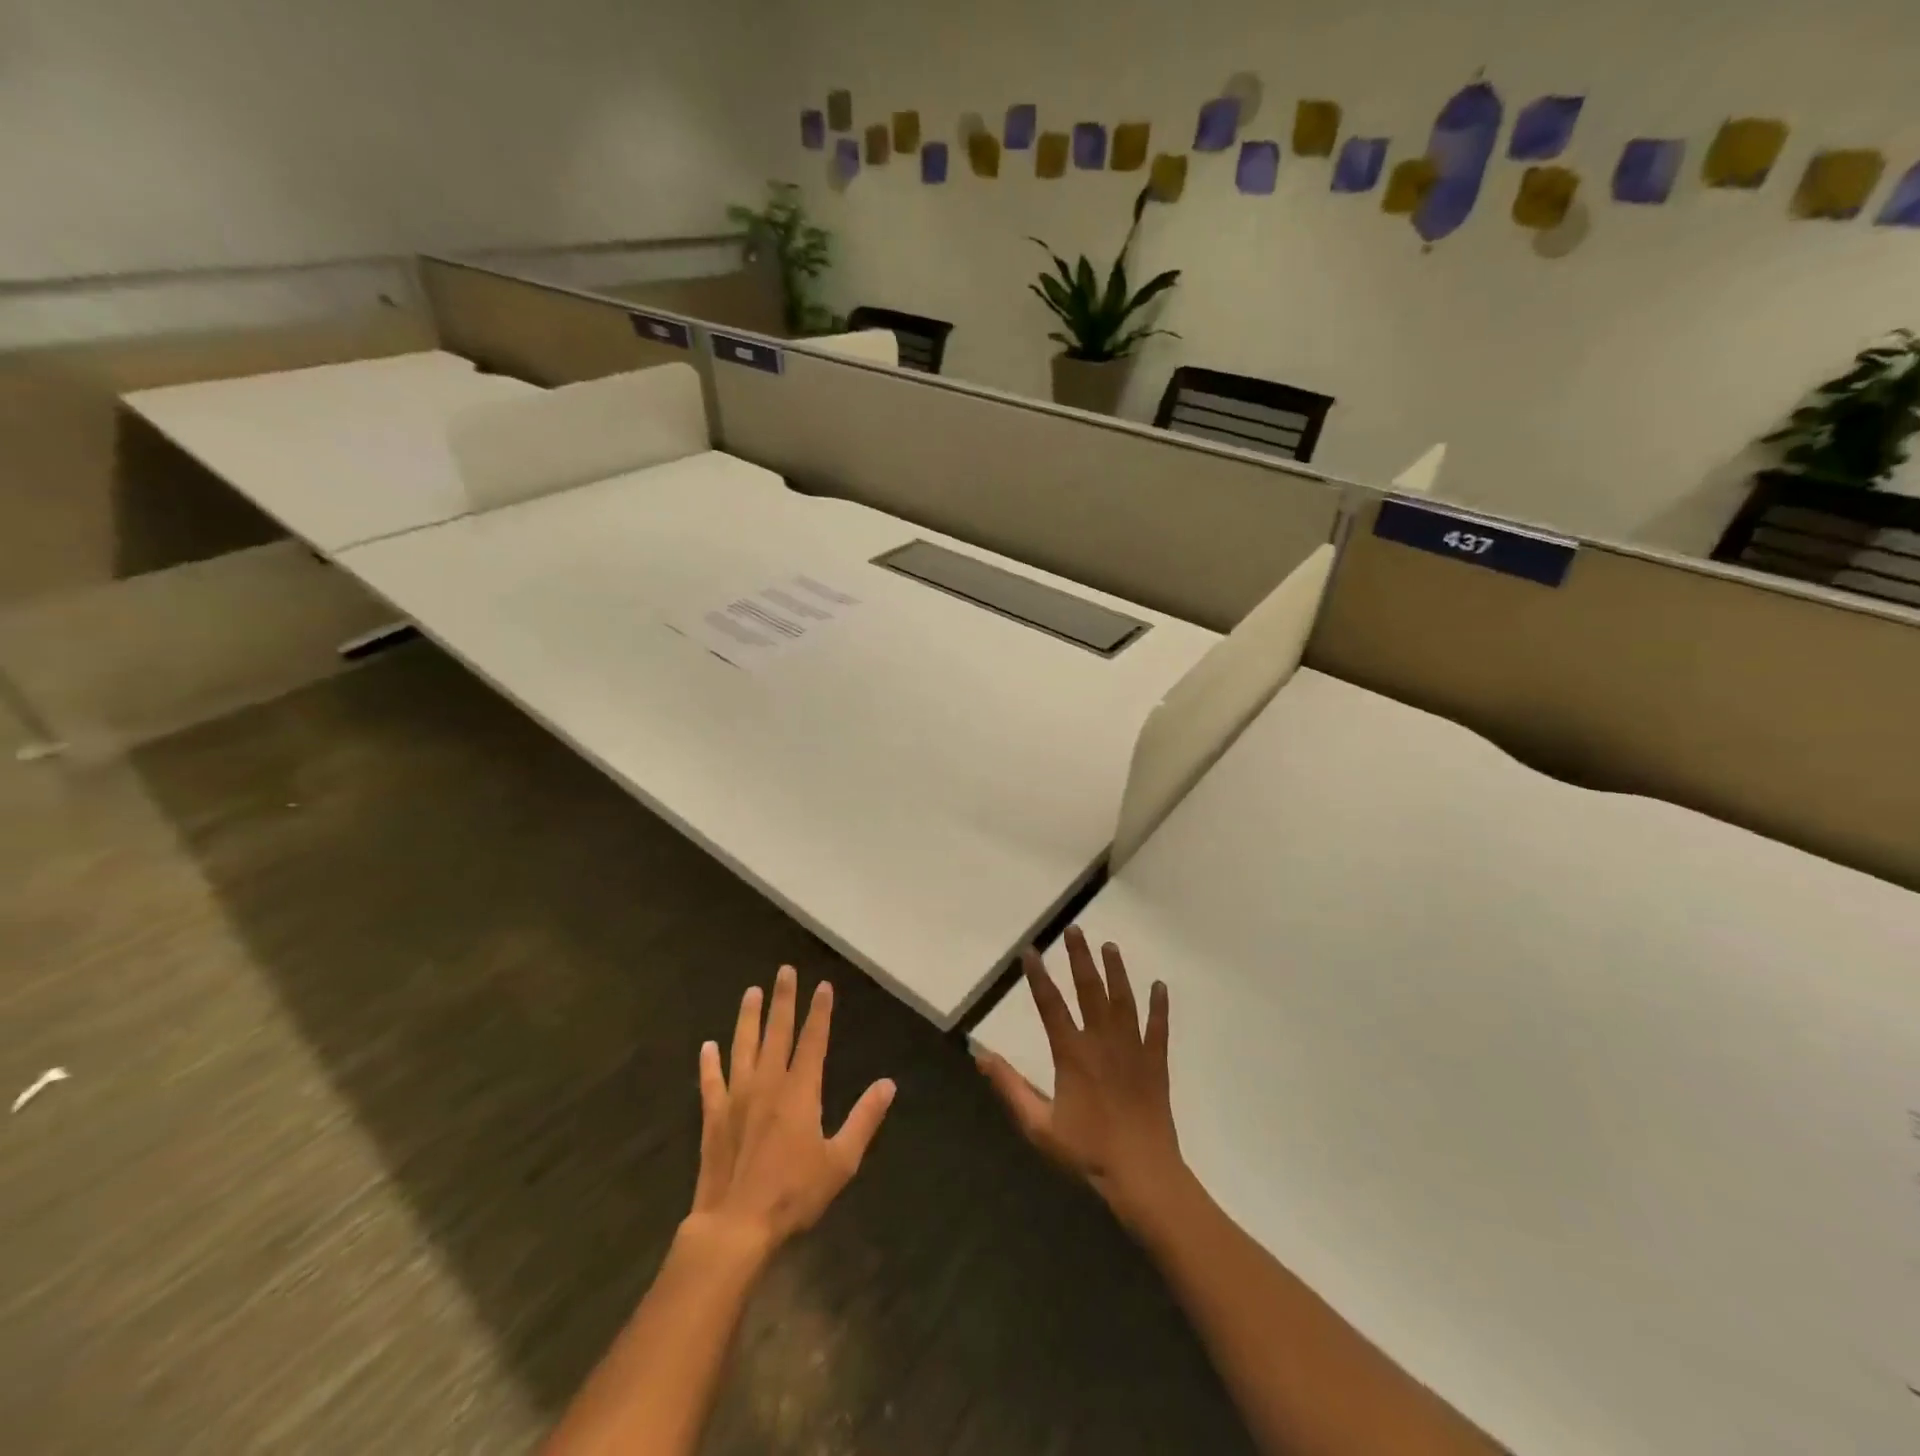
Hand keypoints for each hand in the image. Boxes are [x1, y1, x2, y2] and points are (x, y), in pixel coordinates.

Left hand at [688, 966, 895, 1252]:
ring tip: (751, 992)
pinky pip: (711, 1082)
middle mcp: (768, 1084)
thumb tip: (888, 1084)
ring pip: (743, 1047)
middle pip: (777, 1032)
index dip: (819, 1012)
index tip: (822, 986)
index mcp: (800, 1091)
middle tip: (784, 971)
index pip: (813, 1040)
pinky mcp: (714, 1118)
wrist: (735, 1227)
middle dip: (783, 1000)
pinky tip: (707, 1047)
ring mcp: (737, 1098)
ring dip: (747, 1018)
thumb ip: (864, 1119)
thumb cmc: (793, 1194)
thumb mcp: (841, 1161)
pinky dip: (709, 1064)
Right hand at [976, 926, 1184, 1228]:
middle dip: (1081, 958)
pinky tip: (1160, 986)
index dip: (1038, 977)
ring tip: (1110, 946)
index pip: (1050, 1006)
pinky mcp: (1156, 1062)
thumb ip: (1010, 1088)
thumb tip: (980, 1056)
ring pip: (1124, 1000)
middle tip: (1075, 930)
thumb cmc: (1087, 1152)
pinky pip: (1159, 1028)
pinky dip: (1160, 1006)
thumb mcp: (1038, 1126)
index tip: (1031, 951)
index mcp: (1072, 1054)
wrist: (1142, 1174)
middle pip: (1090, 990)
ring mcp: (1133, 1049)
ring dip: (1116, 972)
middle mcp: (1102, 1041)